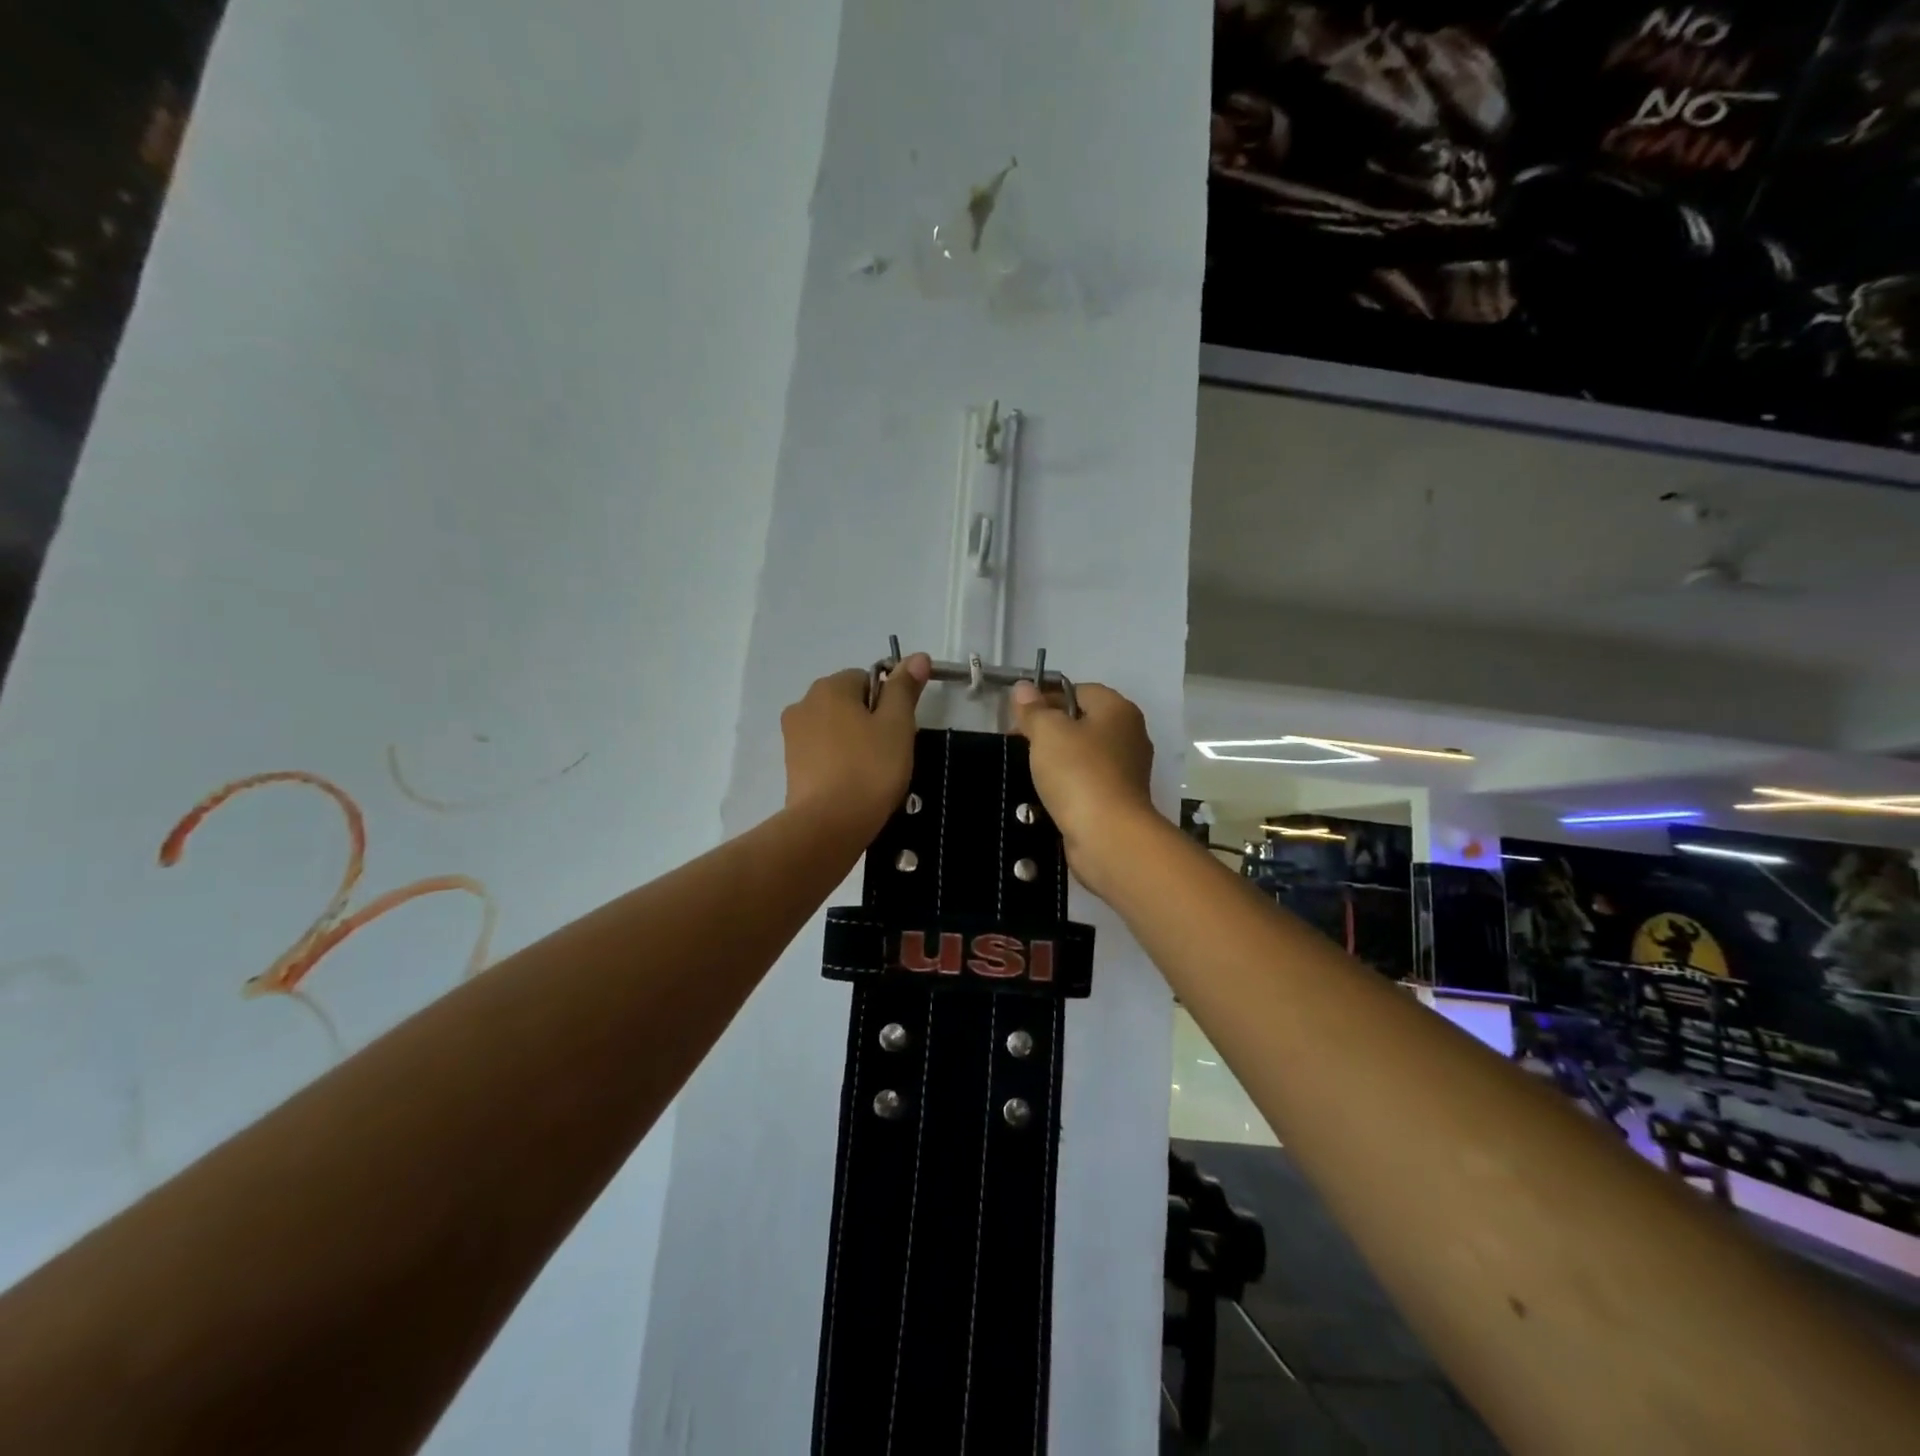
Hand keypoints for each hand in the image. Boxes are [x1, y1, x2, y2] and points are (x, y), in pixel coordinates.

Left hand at [781, 654, 930, 837]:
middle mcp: (804, 704)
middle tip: (890, 752)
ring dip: (855, 743)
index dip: (888, 702)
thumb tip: (917, 656)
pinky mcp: (791, 766)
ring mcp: (793, 736)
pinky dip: (839, 762)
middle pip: (849, 702)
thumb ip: (905, 688)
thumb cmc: (870, 769)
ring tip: (872, 773)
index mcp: (830, 687)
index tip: (899, 730)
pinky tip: (853, 784)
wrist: (829, 825)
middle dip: (870, 721)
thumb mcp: (898, 725)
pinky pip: (823, 752)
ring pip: (835, 729)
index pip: (867, 678)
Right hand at [1010, 680, 1155, 897]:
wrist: (1107, 835)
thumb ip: (1033, 709)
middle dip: (1050, 730)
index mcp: (1118, 710)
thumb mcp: (1047, 732)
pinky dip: (1068, 784)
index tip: (1020, 716)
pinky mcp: (1120, 799)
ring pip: (1084, 754)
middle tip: (1020, 742)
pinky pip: (1088, 781)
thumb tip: (1023, 687)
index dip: (1047, 698)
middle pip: (1083, 722)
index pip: (1079, 690)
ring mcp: (1127, 770)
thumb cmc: (1078, 773)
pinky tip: (1047, 794)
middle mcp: (1130, 735)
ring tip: (1029, 769)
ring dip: (1058, 760)